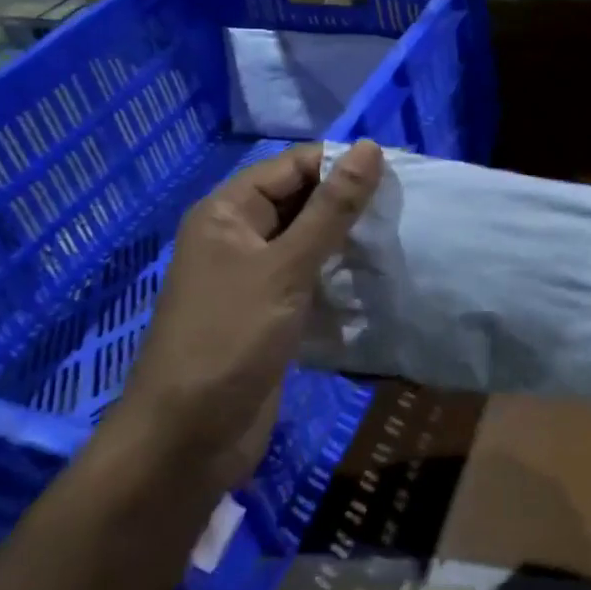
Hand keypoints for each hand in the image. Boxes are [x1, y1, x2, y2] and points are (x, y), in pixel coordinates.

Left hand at [117, 141, 382, 493]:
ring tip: (398, 239)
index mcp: (228, 211)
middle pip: (301, 200)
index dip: (342, 164)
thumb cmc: (230, 340)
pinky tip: (375, 279)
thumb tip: (370, 148)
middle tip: (404, 208)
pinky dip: (338, 276)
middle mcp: (238, 235)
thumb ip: (331, 209)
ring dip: (348, 241)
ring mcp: (253, 276)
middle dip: (348, 204)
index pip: (294, 165)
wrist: (186, 441)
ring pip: (309, 241)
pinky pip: (309, 278)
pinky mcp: (269, 312)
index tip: (397, 173)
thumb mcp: (286, 268)